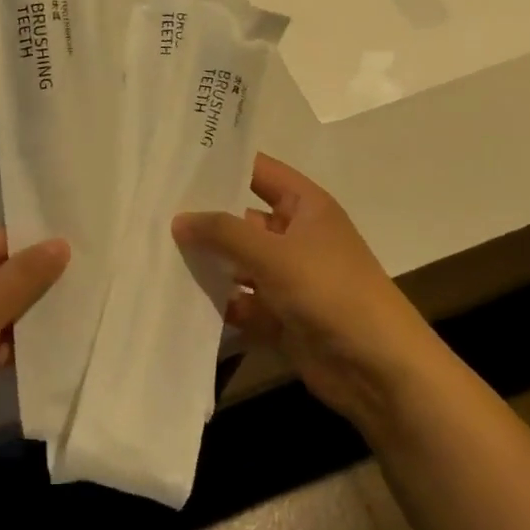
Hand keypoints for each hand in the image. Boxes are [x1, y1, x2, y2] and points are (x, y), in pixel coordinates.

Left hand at [0, 230, 68, 482]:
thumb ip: (26, 274)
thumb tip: (62, 243)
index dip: (38, 250)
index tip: (84, 260)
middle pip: (1, 274)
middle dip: (39, 286)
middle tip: (91, 290)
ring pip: (1, 312)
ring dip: (32, 320)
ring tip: (83, 318)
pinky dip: (18, 348)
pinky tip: (56, 350)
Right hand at [173, 154, 436, 434]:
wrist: (377, 368)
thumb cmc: (330, 291)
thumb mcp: (274, 253)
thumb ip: (223, 232)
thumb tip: (179, 219)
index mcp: (306, 206)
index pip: (259, 172)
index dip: (223, 165)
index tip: (176, 162)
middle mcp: (296, 236)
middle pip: (242, 219)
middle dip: (204, 219)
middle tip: (151, 211)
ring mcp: (288, 278)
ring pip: (238, 263)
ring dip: (207, 263)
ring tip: (154, 253)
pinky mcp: (281, 316)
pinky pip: (241, 301)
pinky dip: (218, 302)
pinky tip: (176, 298)